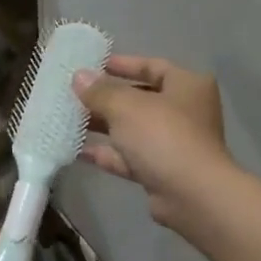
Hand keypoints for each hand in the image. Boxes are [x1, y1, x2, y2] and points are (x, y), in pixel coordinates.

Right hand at [74, 56, 232, 228]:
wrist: (192, 195)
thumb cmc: (163, 135)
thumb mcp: (126, 106)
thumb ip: (100, 91)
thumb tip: (79, 76)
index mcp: (187, 85)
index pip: (152, 66)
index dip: (123, 64)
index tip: (93, 65)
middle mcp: (185, 112)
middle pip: (140, 99)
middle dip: (106, 98)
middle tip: (74, 94)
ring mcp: (174, 144)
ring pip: (132, 129)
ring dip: (103, 125)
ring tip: (68, 120)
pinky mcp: (162, 171)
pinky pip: (129, 156)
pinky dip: (106, 153)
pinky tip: (75, 150)